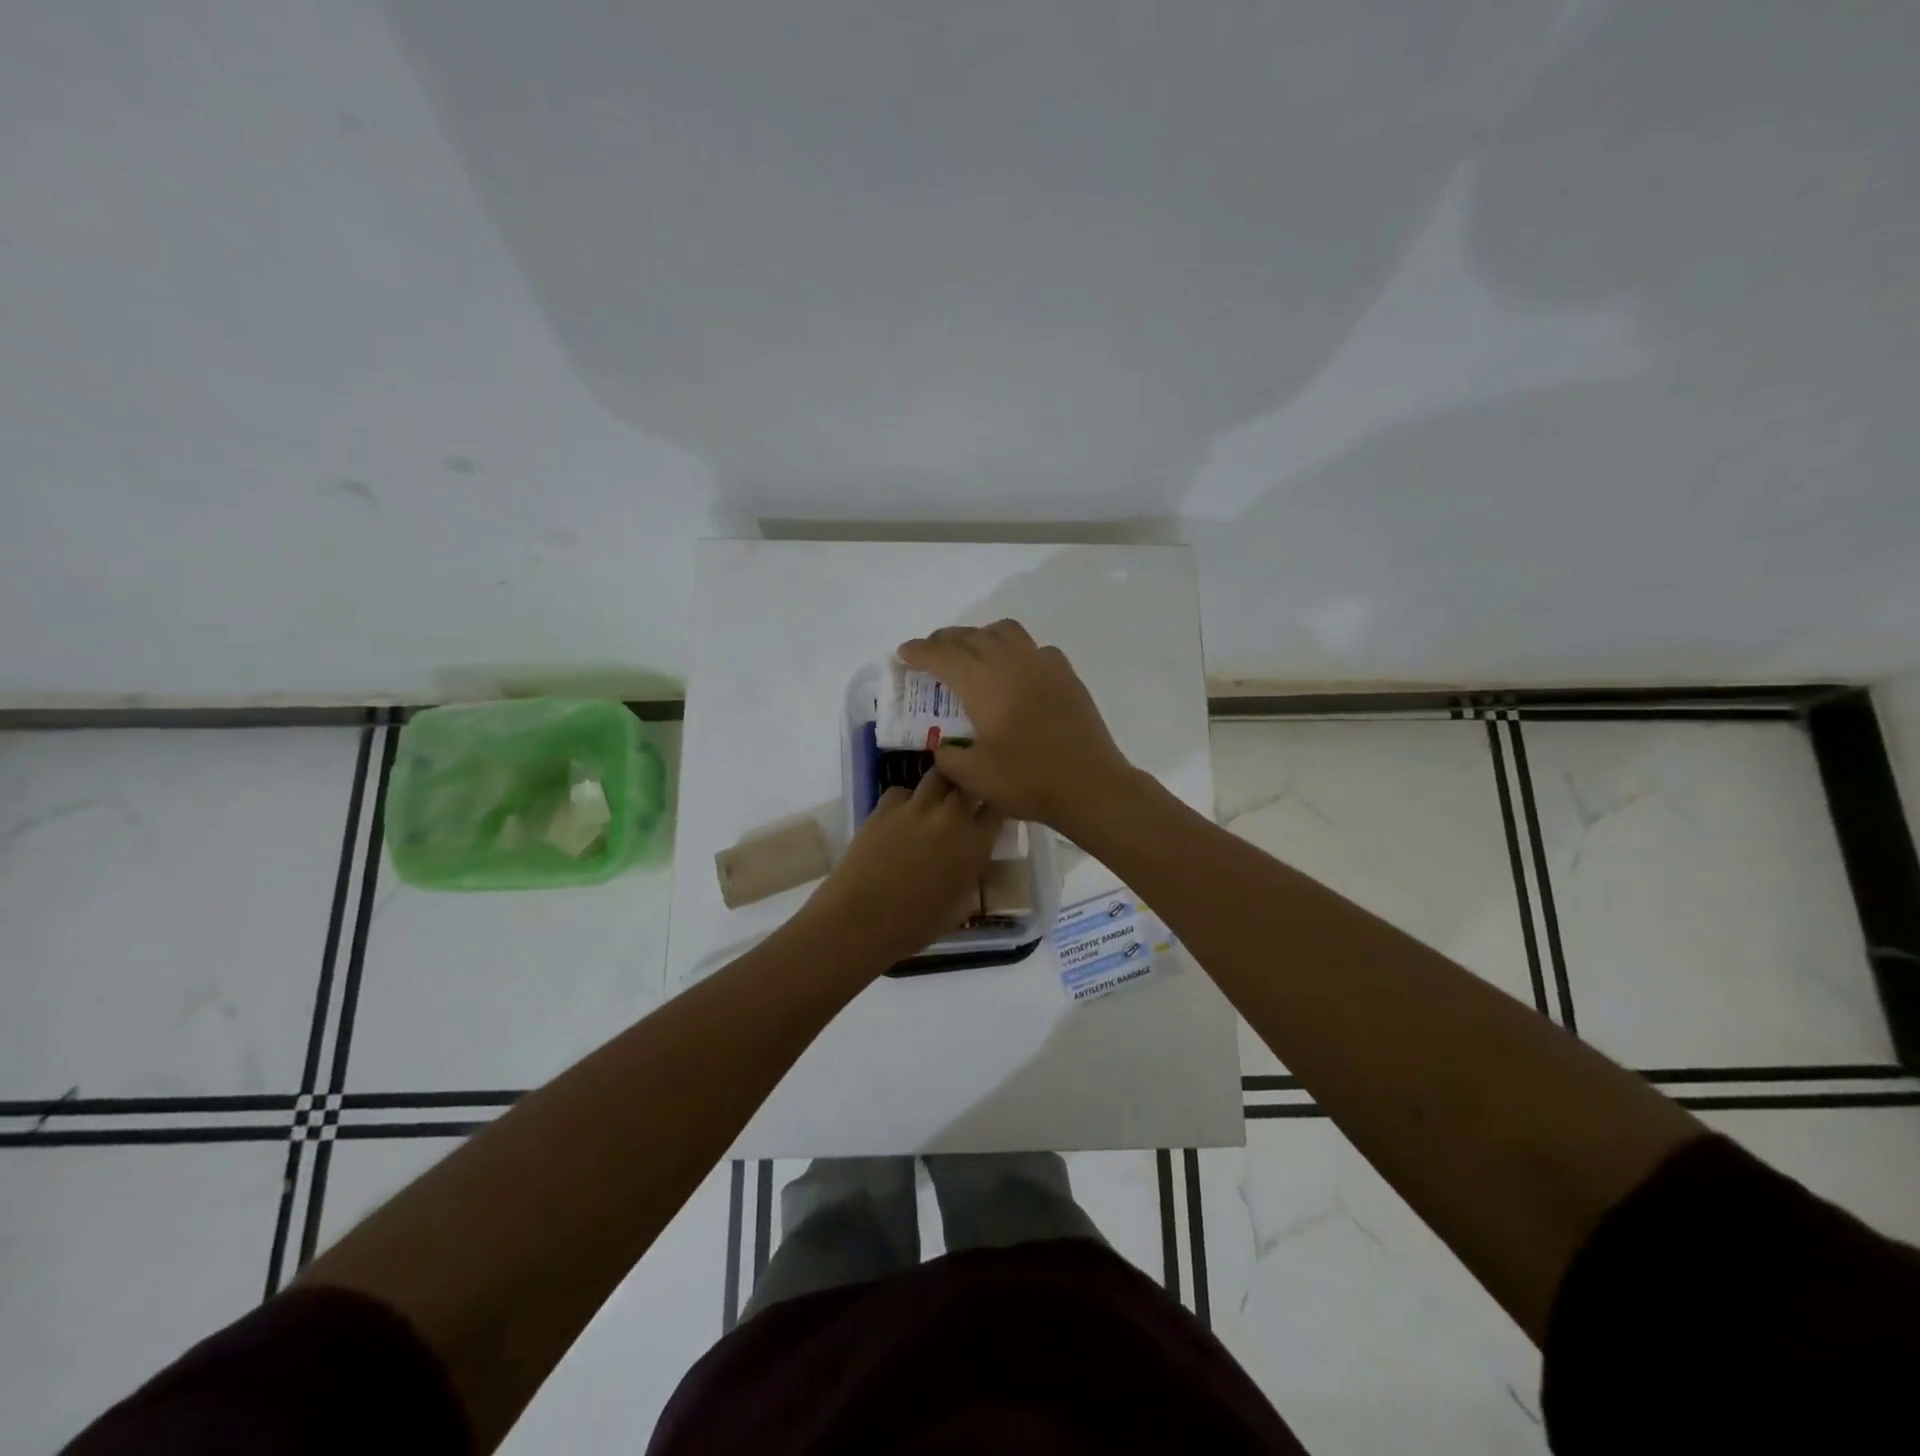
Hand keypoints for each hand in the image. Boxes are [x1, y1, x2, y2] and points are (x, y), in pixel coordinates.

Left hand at [801, 771, 1003, 963]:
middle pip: (969, 781)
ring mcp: (916, 807)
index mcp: (975, 844)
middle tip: (965, 800)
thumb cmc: (915, 926)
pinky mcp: (885, 807)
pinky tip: (901, 816)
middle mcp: (951, 817)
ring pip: (938, 776)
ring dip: (942, 786)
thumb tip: (969, 865)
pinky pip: (901, 791)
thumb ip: (971, 877)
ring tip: (936, 800)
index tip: (991, 812)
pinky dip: (906, 799)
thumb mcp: (960, 908)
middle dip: (970, 786)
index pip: (998, 807)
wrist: (861, 921)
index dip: (996, 806)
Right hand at [897, 620, 1135, 828]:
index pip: (942, 655)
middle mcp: (1011, 662)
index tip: (903, 653)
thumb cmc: (1028, 781)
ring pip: (1004, 632)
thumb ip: (947, 756)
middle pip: (971, 636)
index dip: (918, 652)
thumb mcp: (973, 777)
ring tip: (971, 653)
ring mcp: (1043, 664)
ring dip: (980, 636)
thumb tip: (943, 745)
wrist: (1090, 786)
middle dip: (945, 640)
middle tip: (930, 652)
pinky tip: (1015, 672)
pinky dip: (1014, 651)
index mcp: (983, 683)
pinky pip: (1034, 648)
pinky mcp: (1066, 675)